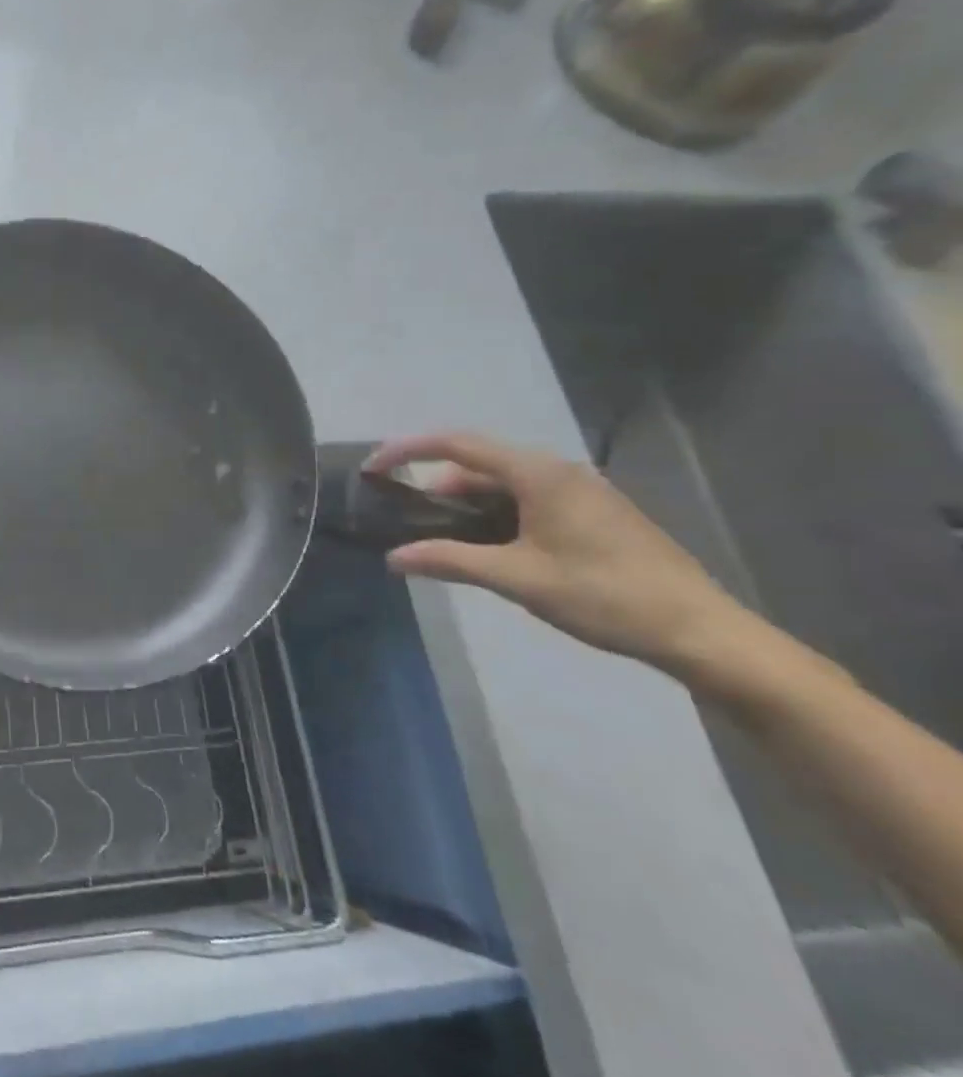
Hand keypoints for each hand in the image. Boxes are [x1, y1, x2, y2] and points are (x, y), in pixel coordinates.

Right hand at [364, 433, 760, 673]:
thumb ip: (450, 560)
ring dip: (466, 503)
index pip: (456, 444)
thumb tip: (393, 558)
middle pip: (478, 462)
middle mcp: (557, 471)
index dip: (408, 450)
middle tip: (405, 516)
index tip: (373, 468)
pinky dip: (496, 514)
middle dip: (435, 484)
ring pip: (504, 483)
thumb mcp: (518, 578)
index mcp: (538, 474)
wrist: (702, 632)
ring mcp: (580, 491)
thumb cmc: (605, 595)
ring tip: (442, 539)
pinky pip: (528, 498)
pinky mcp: (593, 513)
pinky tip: (490, 547)